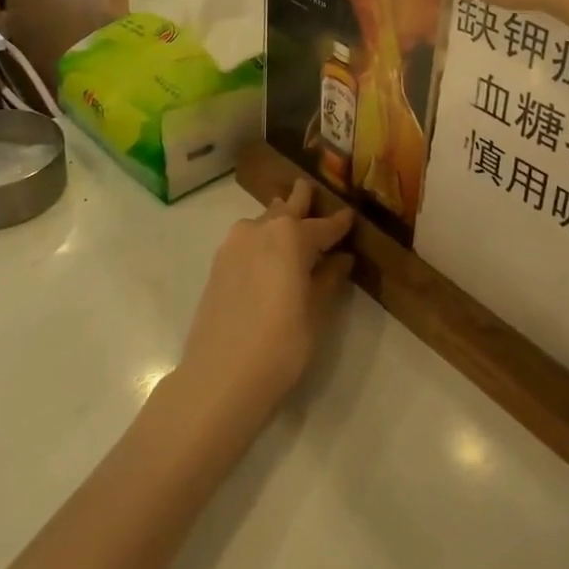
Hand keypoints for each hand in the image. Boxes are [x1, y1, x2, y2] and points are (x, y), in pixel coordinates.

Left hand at [171, 180, 354, 441]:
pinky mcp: (218, 264)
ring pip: (263, 222)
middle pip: (286, 209)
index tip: (350, 216)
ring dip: (278, 219)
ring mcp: (234, 245)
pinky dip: (261, 239)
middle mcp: (260, 229)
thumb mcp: (315, 312)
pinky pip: (247, 240)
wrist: (220, 377)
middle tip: (310, 191)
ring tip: (291, 223)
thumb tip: (341, 258)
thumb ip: (328, 279)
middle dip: (301, 201)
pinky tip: (268, 253)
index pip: (323, 225)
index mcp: (291, 235)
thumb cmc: (281, 345)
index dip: (339, 223)